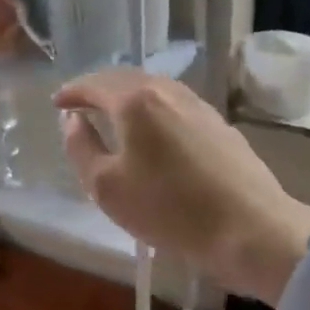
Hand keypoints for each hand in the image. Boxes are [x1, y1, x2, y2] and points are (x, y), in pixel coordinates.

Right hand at [54, 69, 309, 304]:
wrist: (253, 230)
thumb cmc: (170, 210)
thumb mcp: (106, 187)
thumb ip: (80, 147)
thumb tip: (72, 120)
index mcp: (134, 101)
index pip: (93, 84)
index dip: (71, 92)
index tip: (57, 103)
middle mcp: (165, 91)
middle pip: (123, 78)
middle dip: (98, 88)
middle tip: (81, 104)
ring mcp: (196, 104)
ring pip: (152, 88)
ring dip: (126, 95)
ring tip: (113, 113)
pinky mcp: (218, 123)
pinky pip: (173, 103)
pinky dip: (152, 107)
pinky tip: (152, 128)